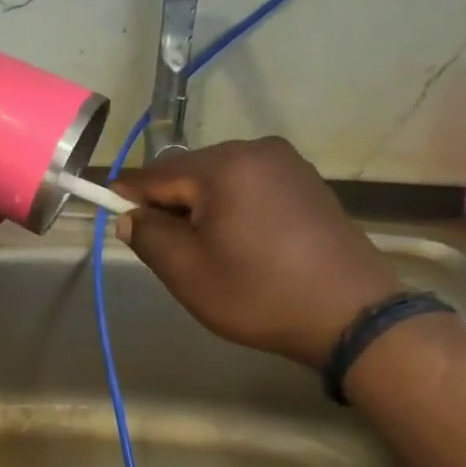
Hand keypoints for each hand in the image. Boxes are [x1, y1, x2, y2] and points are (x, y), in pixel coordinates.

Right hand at [112, 137, 401, 366]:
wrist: (353, 316)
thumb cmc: (260, 294)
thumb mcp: (188, 272)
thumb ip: (149, 236)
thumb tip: (130, 216)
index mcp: (224, 165)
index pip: (155, 174)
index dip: (127, 197)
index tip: (112, 219)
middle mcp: (256, 150)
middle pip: (189, 173)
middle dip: (170, 206)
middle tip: (167, 251)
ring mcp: (288, 164)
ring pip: (220, 181)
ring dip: (202, 209)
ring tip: (208, 253)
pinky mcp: (308, 183)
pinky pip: (251, 188)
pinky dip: (233, 210)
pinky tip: (242, 245)